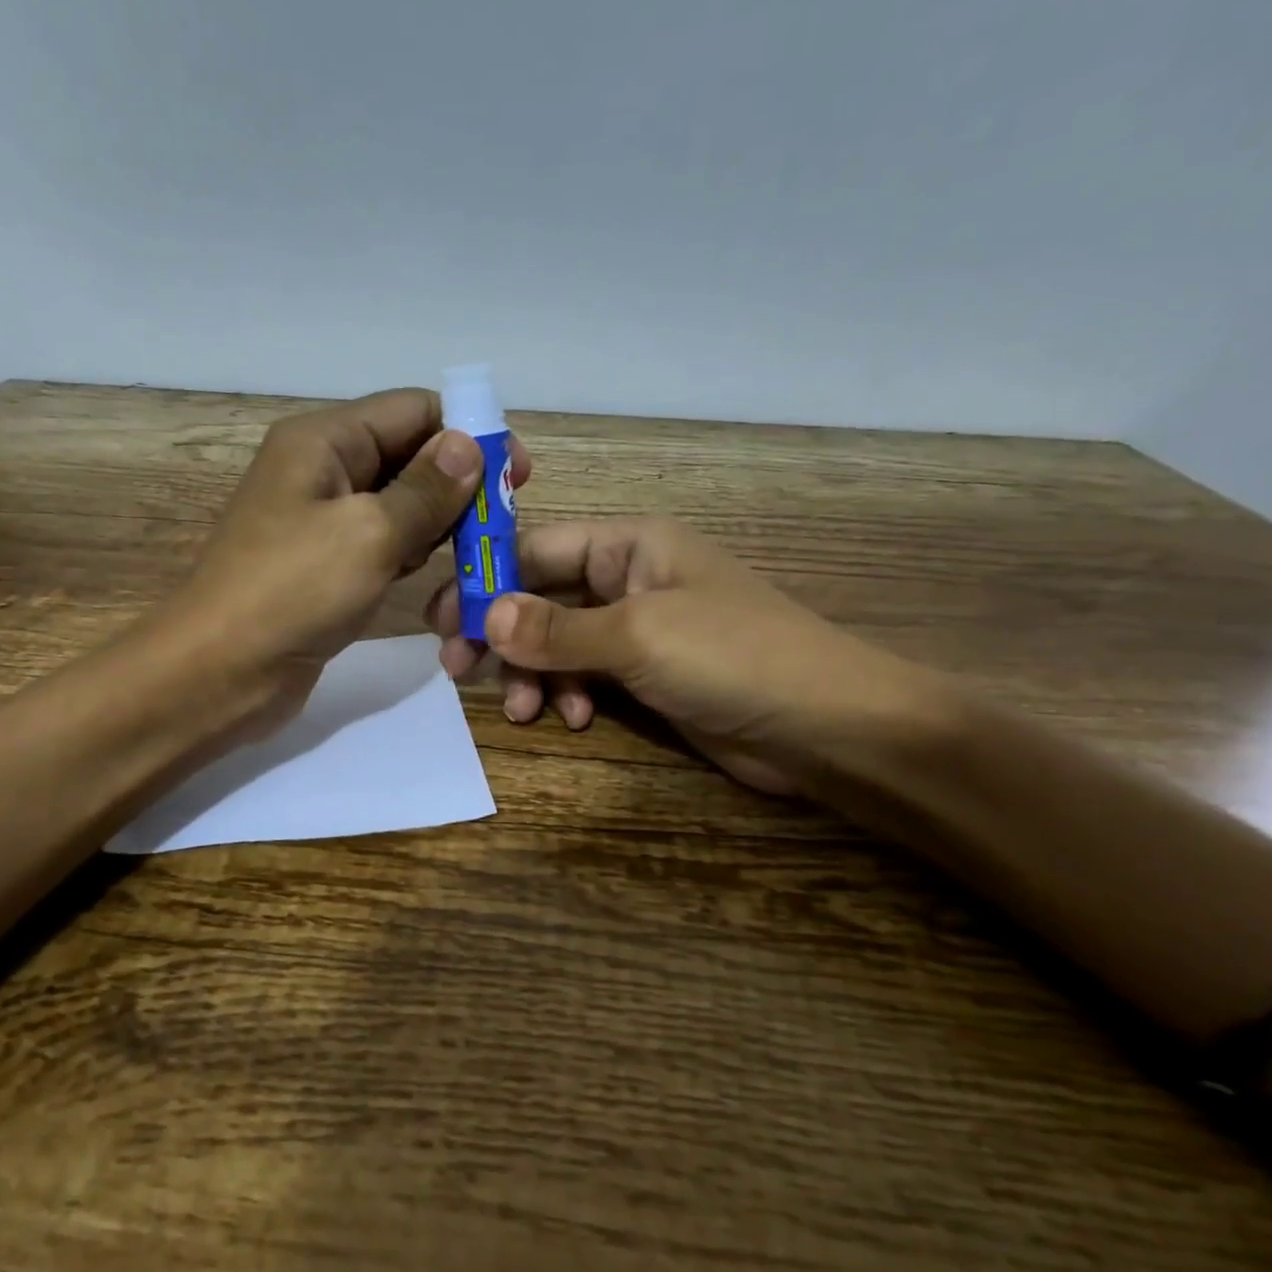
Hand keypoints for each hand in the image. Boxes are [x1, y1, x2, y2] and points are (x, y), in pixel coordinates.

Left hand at [172, 388, 529, 732]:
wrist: (219, 673)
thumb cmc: (292, 592)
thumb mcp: (369, 533)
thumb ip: (425, 490)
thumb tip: (467, 445)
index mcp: (324, 441)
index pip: (412, 410)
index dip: (468, 432)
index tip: (517, 473)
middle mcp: (322, 470)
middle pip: (407, 454)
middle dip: (457, 482)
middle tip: (502, 523)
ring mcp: (321, 520)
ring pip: (398, 503)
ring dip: (439, 522)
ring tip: (474, 553)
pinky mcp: (325, 565)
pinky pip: (381, 542)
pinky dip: (411, 552)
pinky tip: (433, 574)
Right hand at [425, 517, 928, 792]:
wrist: (828, 727)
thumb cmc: (734, 657)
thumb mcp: (637, 635)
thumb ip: (557, 627)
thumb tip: (485, 617)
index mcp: (630, 545)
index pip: (537, 548)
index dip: (486, 580)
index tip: (442, 619)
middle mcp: (629, 579)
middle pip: (542, 596)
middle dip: (503, 634)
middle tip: (459, 669)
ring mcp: (640, 629)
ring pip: (560, 641)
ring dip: (535, 672)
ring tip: (525, 709)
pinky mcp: (650, 675)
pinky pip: (588, 674)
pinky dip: (571, 693)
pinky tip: (574, 719)